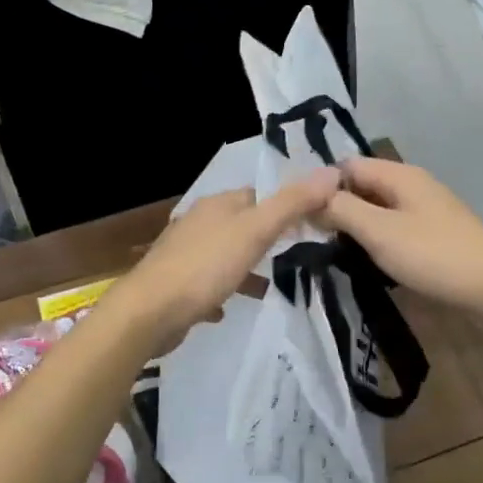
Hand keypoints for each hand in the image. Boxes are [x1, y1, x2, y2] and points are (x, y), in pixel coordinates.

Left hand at [102, 170, 341, 354]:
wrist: (150, 311)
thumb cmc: (206, 266)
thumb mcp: (256, 231)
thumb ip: (292, 204)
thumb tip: (332, 171)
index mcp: (217, 205)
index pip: (259, 194)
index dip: (287, 204)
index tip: (314, 221)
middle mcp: (198, 223)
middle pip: (241, 224)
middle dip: (267, 237)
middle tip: (299, 253)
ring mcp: (184, 254)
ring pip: (225, 254)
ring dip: (246, 267)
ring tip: (272, 286)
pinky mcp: (176, 285)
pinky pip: (207, 283)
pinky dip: (222, 290)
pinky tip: (230, 308)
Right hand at [320, 156, 482, 318]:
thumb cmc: (434, 254)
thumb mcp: (379, 231)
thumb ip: (342, 210)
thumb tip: (313, 198)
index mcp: (399, 175)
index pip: (347, 166)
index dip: (321, 185)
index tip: (299, 213)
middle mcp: (411, 184)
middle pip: (362, 185)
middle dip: (336, 206)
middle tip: (310, 234)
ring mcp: (424, 208)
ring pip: (376, 207)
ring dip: (354, 224)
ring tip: (331, 247)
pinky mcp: (432, 231)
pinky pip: (392, 224)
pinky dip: (374, 236)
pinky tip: (364, 256)